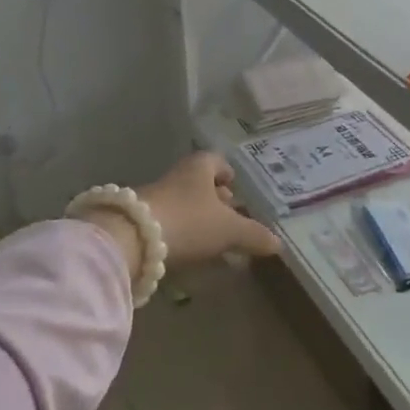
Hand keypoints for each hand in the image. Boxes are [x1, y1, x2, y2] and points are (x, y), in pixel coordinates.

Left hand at [138, 150, 280, 264]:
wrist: (131, 239)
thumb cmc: (189, 221)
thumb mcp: (228, 230)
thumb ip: (253, 235)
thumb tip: (278, 243)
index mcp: (199, 168)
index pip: (215, 160)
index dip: (226, 172)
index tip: (234, 188)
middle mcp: (175, 176)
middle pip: (197, 181)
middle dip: (212, 197)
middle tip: (227, 216)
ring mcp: (153, 196)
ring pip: (180, 201)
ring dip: (194, 216)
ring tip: (209, 238)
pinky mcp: (138, 219)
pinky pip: (165, 220)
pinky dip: (177, 230)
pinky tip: (184, 250)